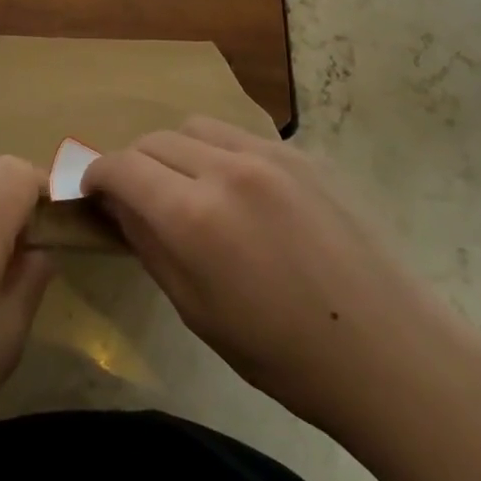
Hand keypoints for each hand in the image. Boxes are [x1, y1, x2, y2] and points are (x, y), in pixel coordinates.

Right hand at [84, 118, 477, 437]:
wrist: (389, 351)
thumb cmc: (283, 353)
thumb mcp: (196, 310)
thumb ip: (149, 245)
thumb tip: (117, 206)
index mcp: (194, 216)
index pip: (120, 167)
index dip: (95, 175)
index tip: (92, 192)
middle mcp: (226, 169)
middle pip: (154, 139)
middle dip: (134, 164)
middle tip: (138, 198)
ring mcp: (270, 154)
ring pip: (196, 127)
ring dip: (175, 151)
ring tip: (188, 187)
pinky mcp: (303, 154)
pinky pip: (241, 136)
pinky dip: (220, 153)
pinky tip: (240, 192)